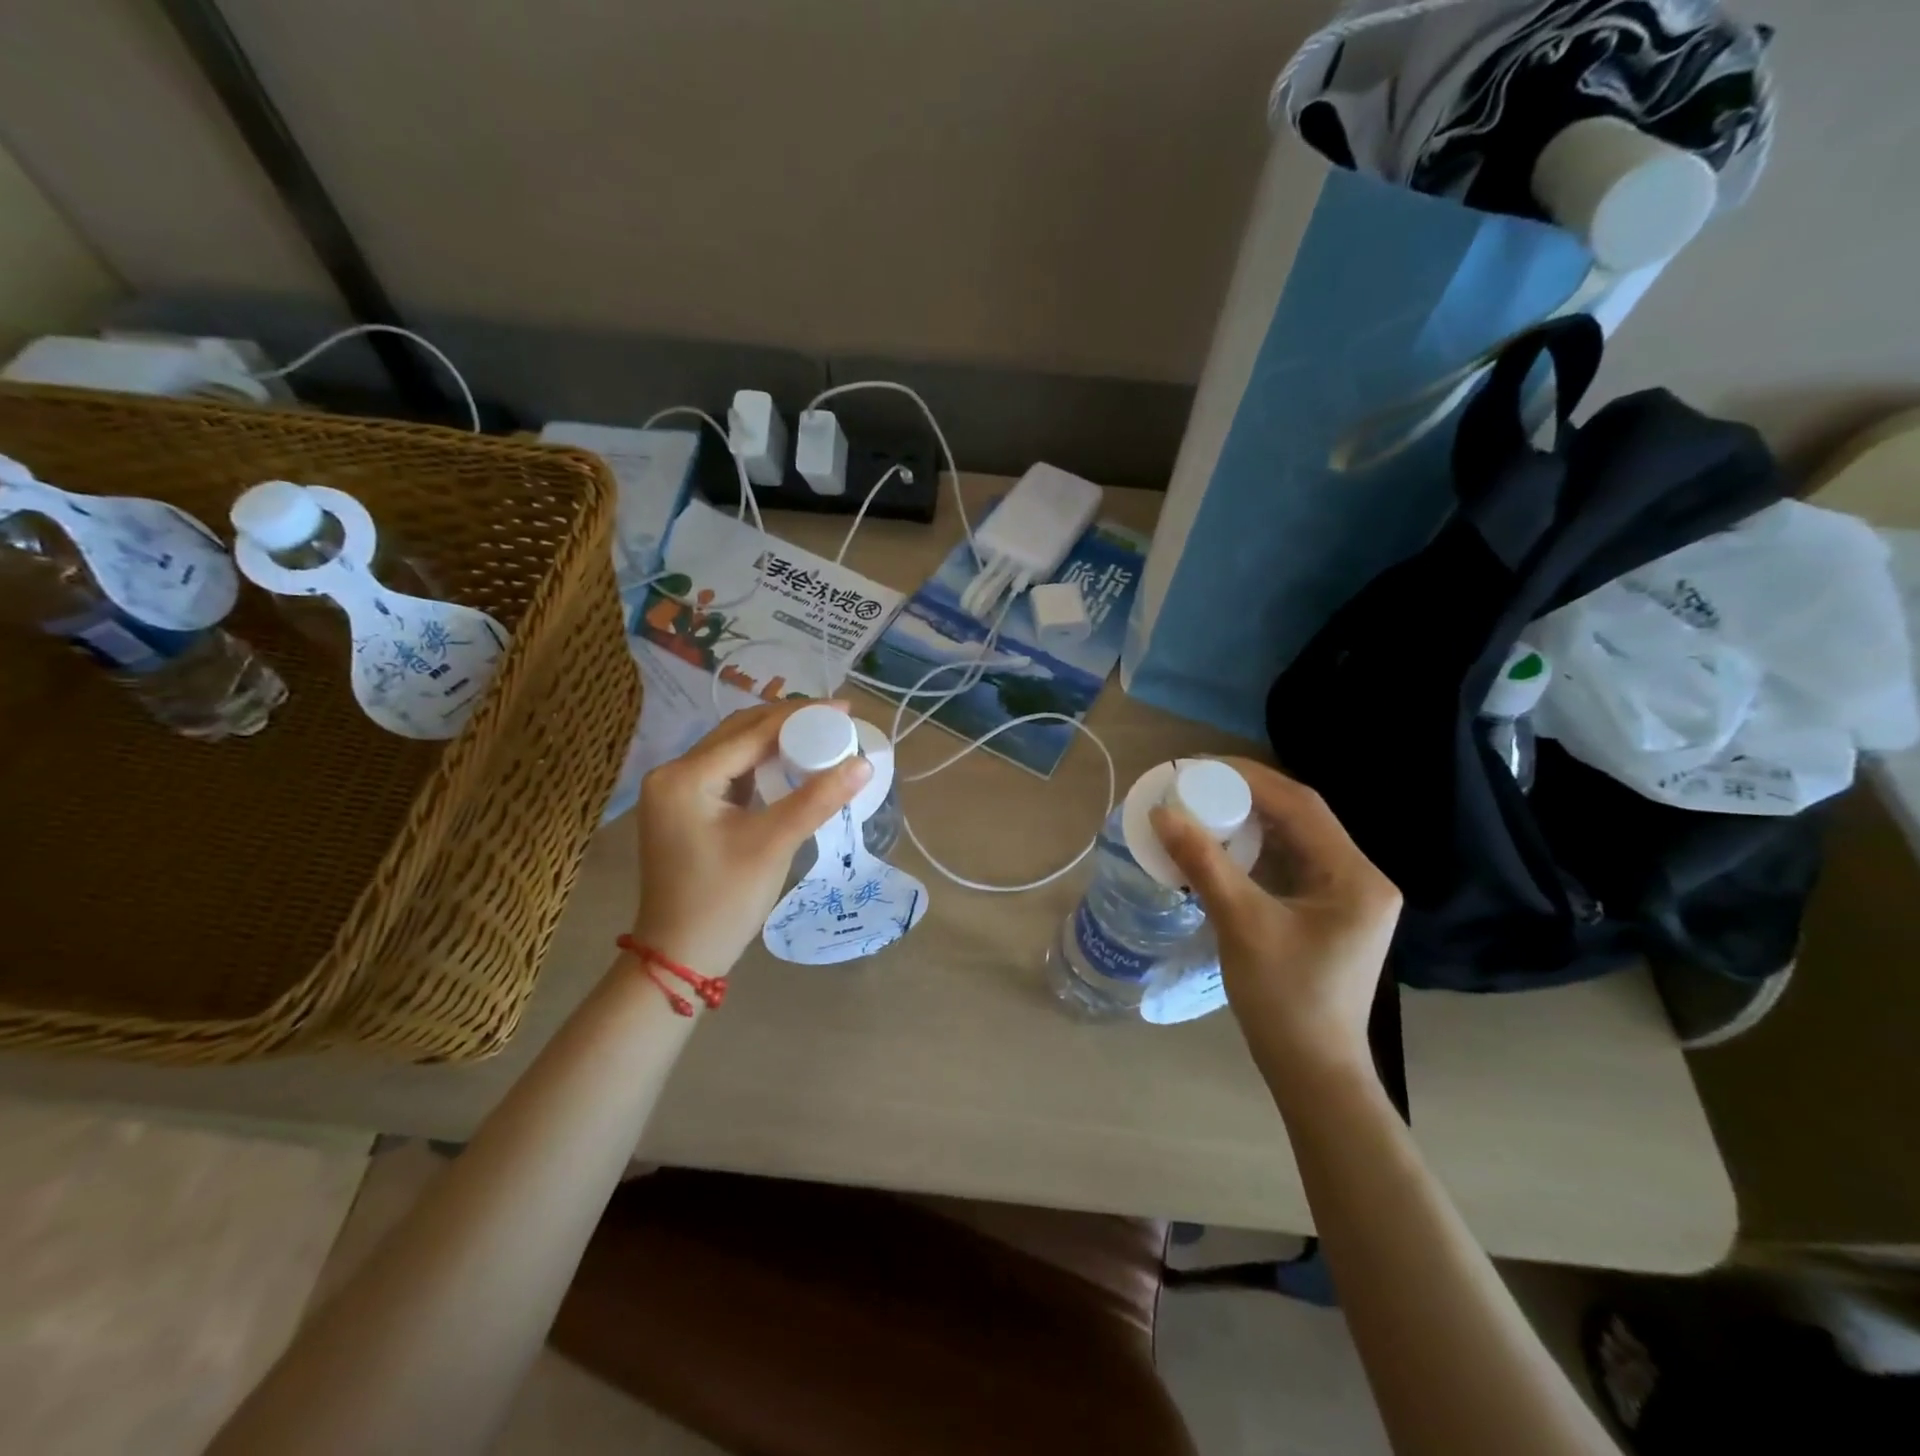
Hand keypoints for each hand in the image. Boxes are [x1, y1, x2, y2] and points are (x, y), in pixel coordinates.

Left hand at [631, 701, 871, 979]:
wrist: (680, 955)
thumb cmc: (724, 900)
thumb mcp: (773, 844)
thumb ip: (817, 799)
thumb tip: (863, 763)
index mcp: (685, 777)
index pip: (752, 732)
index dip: (801, 716)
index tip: (845, 709)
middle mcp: (673, 773)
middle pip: (739, 732)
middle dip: (788, 722)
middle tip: (836, 720)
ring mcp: (676, 791)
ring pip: (734, 750)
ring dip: (775, 740)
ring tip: (821, 734)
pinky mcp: (686, 808)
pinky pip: (729, 772)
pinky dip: (761, 764)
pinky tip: (791, 763)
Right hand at [1151, 759, 1400, 1082]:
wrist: (1313, 1072)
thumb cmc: (1284, 1002)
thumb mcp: (1242, 925)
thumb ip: (1203, 864)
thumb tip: (1162, 813)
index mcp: (1356, 877)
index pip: (1302, 805)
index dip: (1249, 777)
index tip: (1199, 765)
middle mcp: (1360, 878)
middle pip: (1300, 817)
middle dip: (1246, 794)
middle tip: (1194, 783)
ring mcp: (1346, 897)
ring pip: (1294, 839)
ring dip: (1248, 820)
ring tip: (1201, 805)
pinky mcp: (1327, 913)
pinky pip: (1289, 864)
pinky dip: (1253, 849)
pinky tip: (1220, 845)